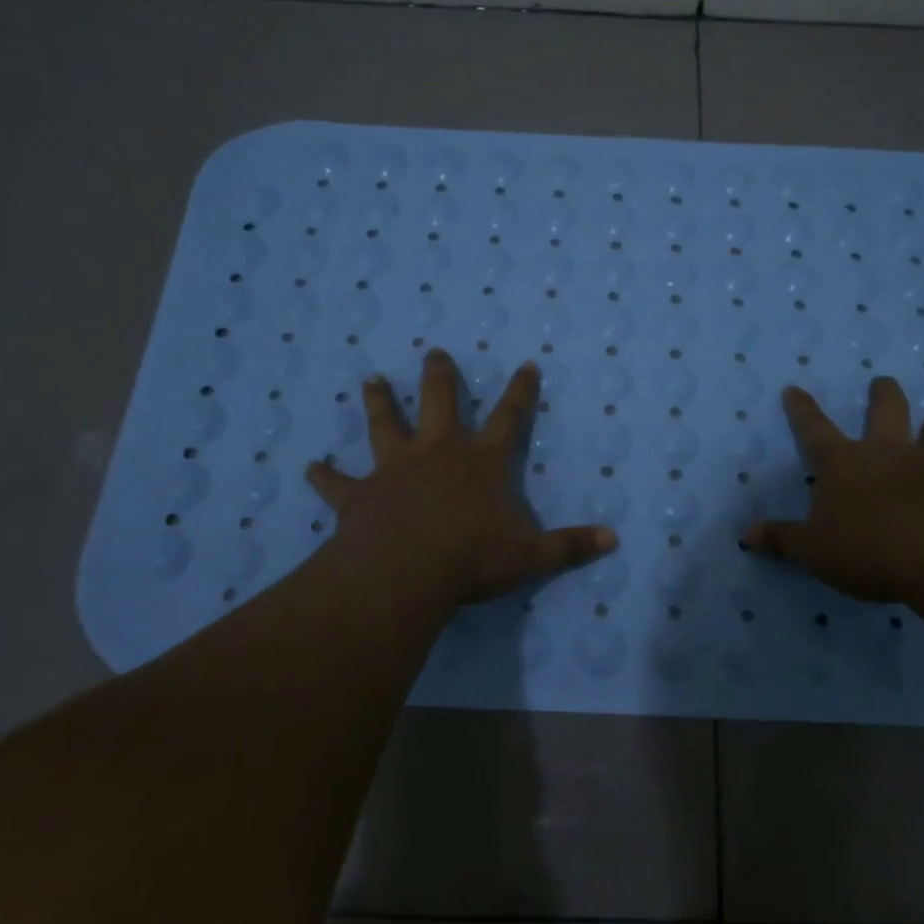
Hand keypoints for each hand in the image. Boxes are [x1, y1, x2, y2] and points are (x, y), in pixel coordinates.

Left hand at [305, 349, 616, 604]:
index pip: (509, 418)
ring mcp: (395, 470)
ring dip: (379, 404)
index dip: (520, 391)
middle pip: (440, 404)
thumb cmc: (472, 558)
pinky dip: (325, 476)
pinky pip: (338, 483)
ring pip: (385, 426)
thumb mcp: (531, 556)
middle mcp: (438, 454)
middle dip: (440, 377)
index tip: (525, 364)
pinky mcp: (361, 495)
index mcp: (482, 462)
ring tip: (370, 380)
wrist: (406, 571)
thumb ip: (571, 546)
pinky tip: (309, 467)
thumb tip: (613, 541)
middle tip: (434, 352)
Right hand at [744, 377, 923, 607]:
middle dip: (882, 394)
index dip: (802, 410)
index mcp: (841, 462)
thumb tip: (748, 534)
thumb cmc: (865, 546)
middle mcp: (884, 454)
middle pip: (885, 412)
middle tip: (882, 381)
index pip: (814, 429)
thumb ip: (783, 539)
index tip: (794, 389)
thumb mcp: (813, 549)